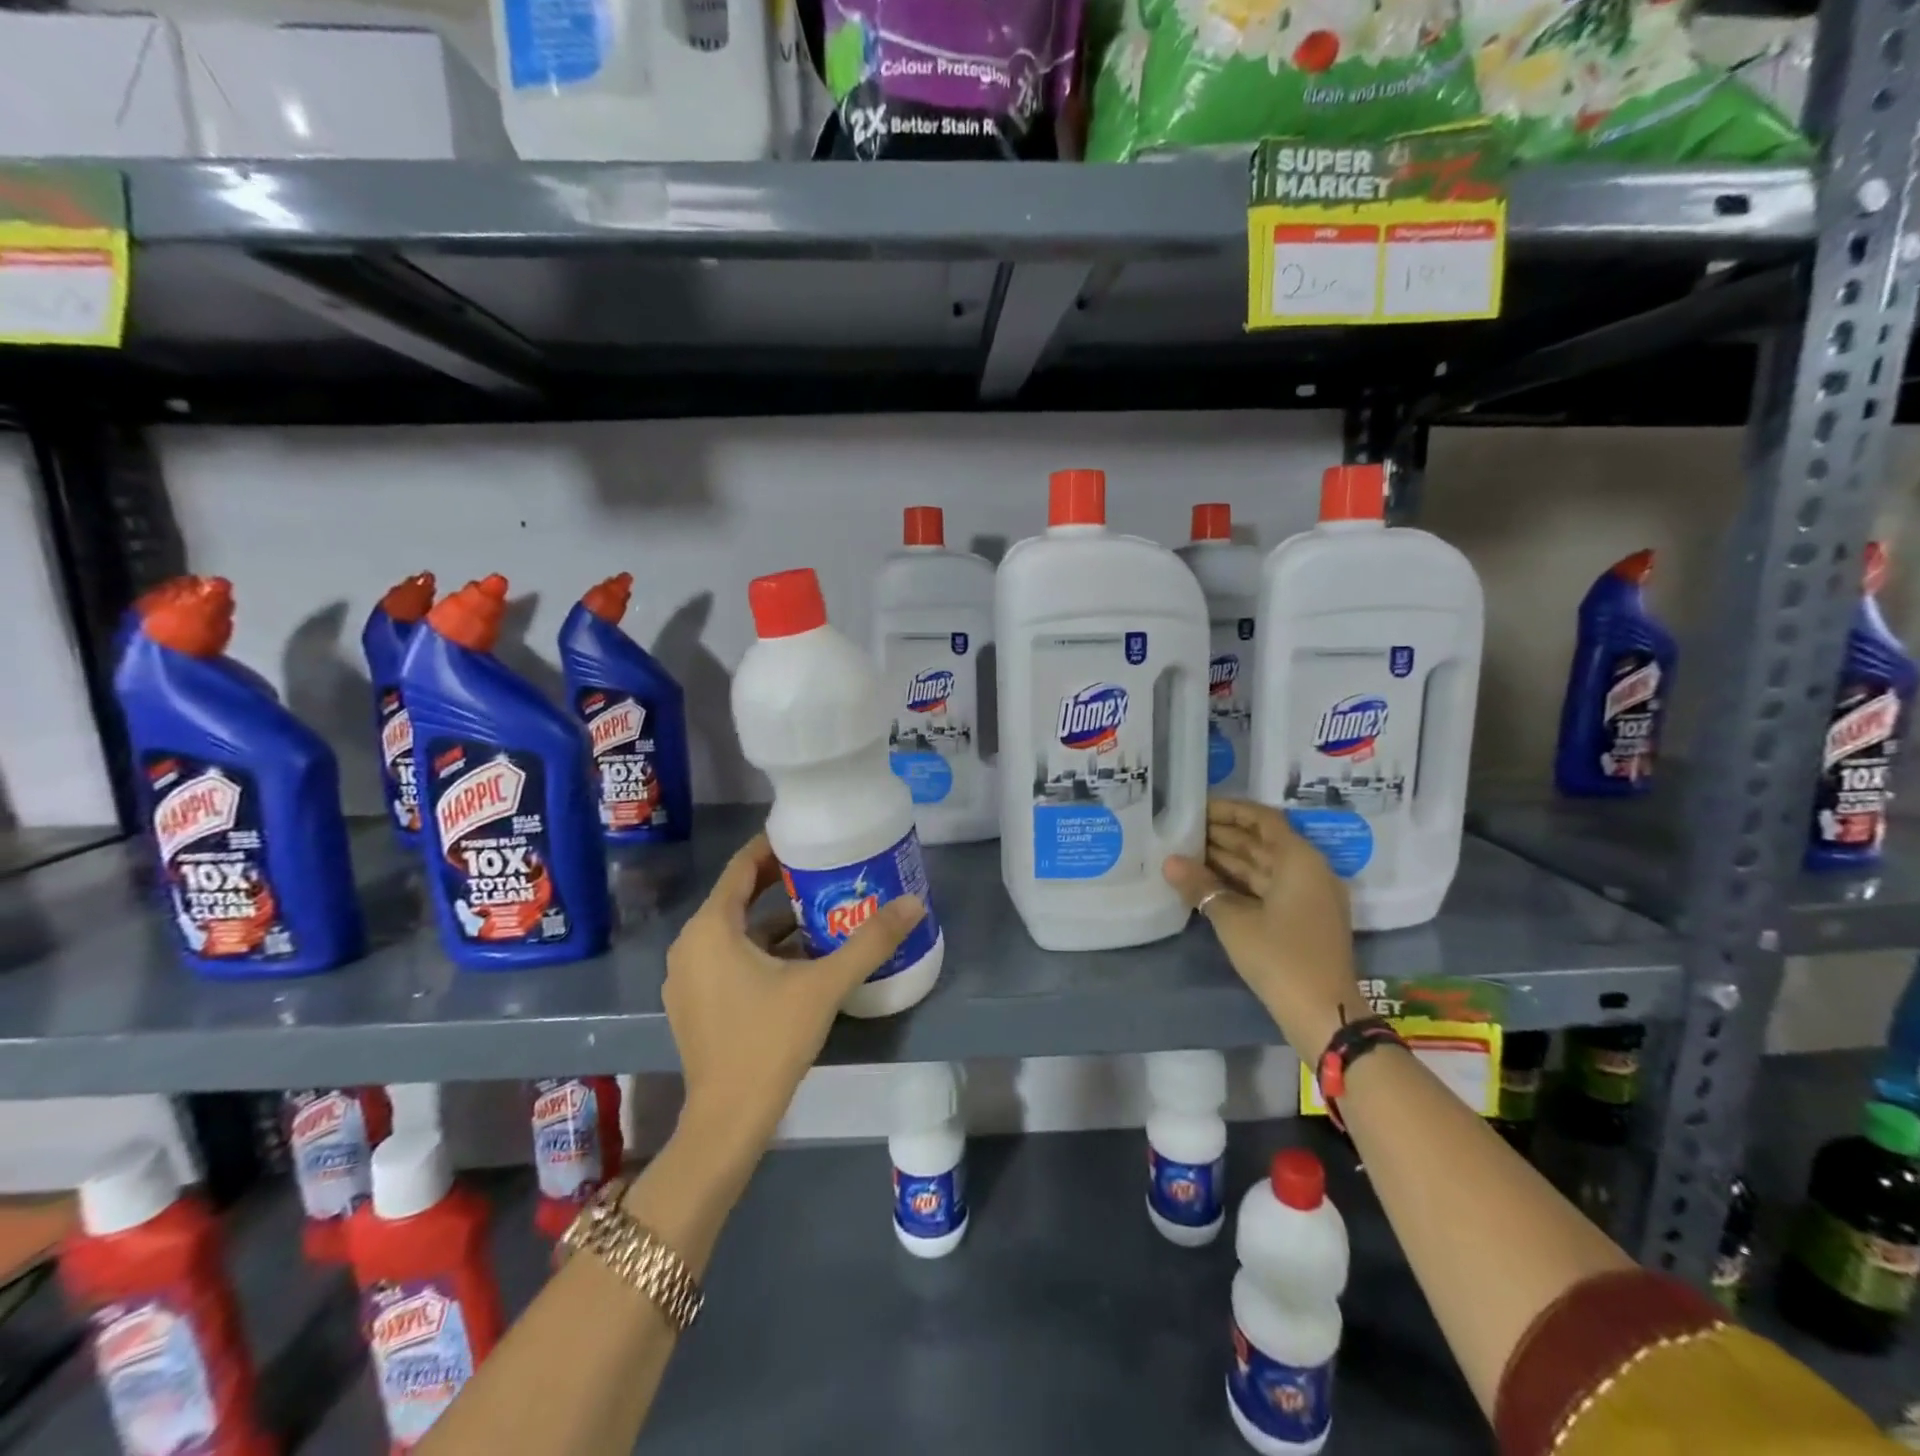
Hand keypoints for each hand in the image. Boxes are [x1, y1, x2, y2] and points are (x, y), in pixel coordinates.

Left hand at [662, 833, 924, 1171]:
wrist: (728, 1121)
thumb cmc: (769, 1041)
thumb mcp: (824, 985)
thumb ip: (869, 942)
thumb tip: (914, 903)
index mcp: (710, 928)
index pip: (741, 867)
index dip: (773, 847)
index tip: (808, 836)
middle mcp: (690, 945)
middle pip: (737, 896)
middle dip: (779, 881)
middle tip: (823, 869)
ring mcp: (688, 977)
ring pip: (734, 930)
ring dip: (772, 918)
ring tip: (819, 908)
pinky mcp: (695, 1003)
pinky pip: (728, 957)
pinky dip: (760, 948)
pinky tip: (800, 956)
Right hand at [1163, 799, 1365, 1060]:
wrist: (1323, 1014)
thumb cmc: (1280, 958)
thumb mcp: (1234, 920)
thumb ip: (1201, 886)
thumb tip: (1169, 862)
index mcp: (1299, 860)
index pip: (1262, 820)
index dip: (1230, 811)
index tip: (1197, 808)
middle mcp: (1308, 871)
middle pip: (1263, 842)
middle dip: (1224, 835)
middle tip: (1183, 830)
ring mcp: (1307, 897)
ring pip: (1263, 866)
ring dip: (1228, 859)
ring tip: (1187, 852)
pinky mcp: (1302, 920)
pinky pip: (1267, 888)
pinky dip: (1239, 882)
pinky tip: (1208, 883)